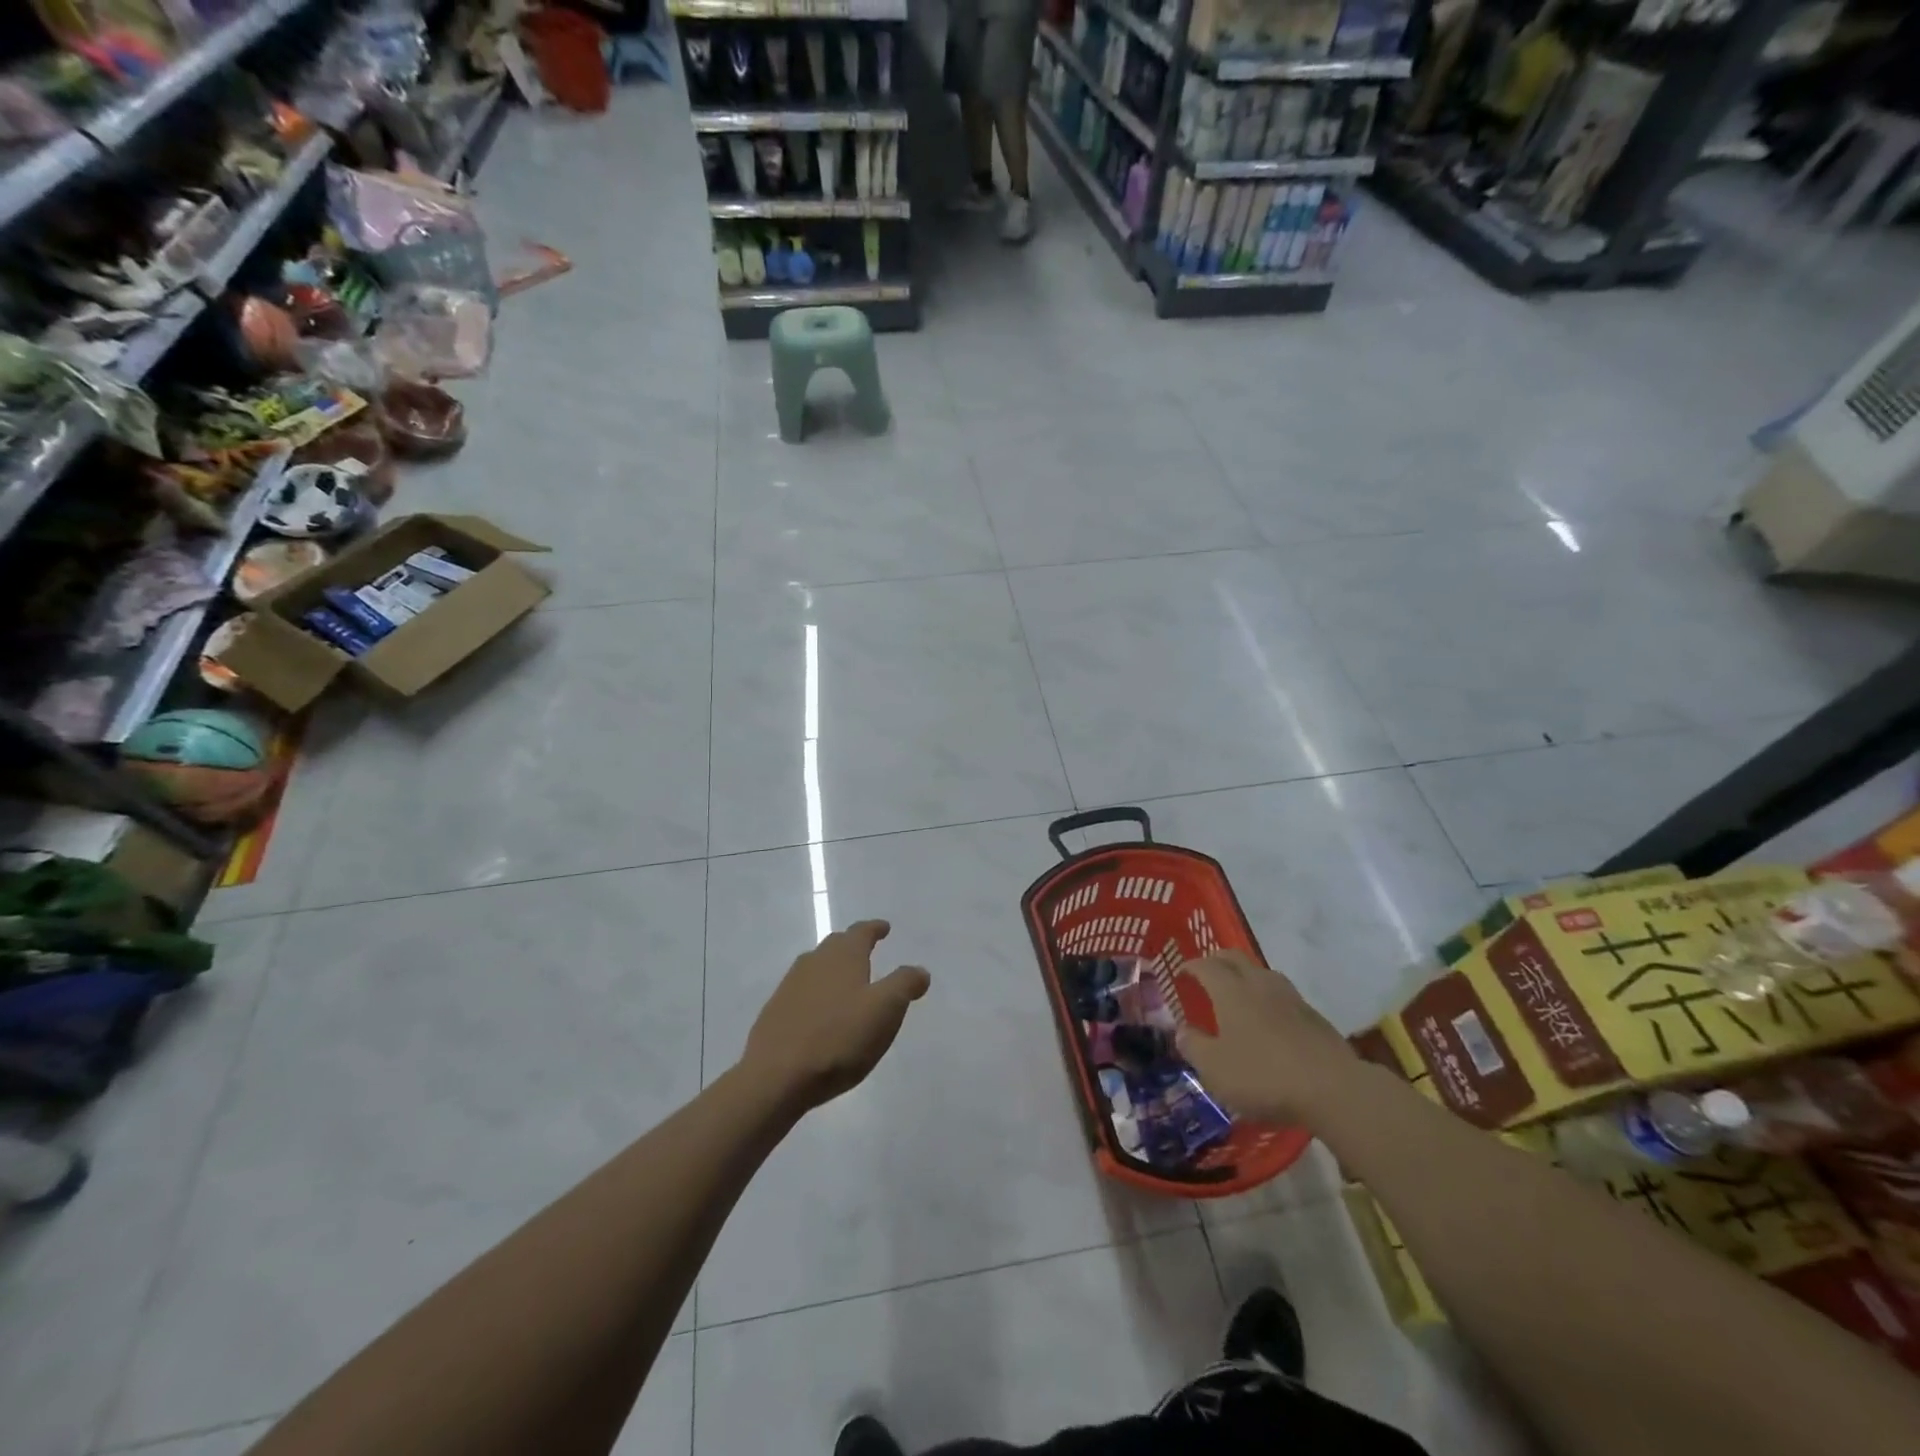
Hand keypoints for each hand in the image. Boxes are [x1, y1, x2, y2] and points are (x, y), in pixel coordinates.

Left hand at [740, 920, 930, 1112]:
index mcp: (843, 956)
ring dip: (834, 969)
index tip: (884, 928)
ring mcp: (791, 986)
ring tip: (848, 984)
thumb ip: (904, 984)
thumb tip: (919, 970)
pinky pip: (803, 992)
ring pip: (818, 967)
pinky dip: (818, 993)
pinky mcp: (776, 1011)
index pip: (862, 932)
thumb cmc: (839, 1038)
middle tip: (868, 952)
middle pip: (837, 945)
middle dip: (854, 946)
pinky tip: (823, 1013)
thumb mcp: (885, 1010)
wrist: (776, 1076)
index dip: (875, 929)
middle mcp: (814, 961)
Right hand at [1177, 951, 1353, 1124]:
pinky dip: (1269, 998)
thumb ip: (1194, 1046)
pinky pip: (1283, 995)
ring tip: (1239, 993)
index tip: (1181, 973)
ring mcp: (1291, 998)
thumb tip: (1182, 1031)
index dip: (1191, 966)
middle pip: (1235, 958)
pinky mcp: (1314, 1016)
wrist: (1333, 1089)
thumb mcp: (1215, 1068)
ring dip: (1246, 976)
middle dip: (1217, 961)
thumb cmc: (1263, 1075)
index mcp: (1231, 991)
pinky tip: (1270, 1019)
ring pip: (1262, 973)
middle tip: (1207, 974)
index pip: (1206, 966)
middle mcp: (1259, 984)